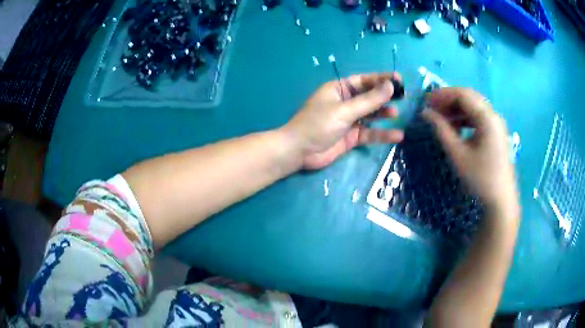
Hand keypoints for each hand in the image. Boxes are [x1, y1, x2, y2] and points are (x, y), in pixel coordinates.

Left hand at [282, 73, 403, 169]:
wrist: (299, 152)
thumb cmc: (318, 125)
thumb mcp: (344, 110)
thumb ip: (369, 100)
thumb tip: (390, 86)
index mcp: (339, 89)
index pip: (364, 81)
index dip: (381, 79)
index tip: (399, 79)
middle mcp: (345, 102)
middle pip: (369, 97)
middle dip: (385, 96)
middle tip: (403, 96)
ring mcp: (349, 120)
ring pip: (370, 115)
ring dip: (383, 114)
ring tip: (396, 113)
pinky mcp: (351, 137)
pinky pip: (369, 133)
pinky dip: (382, 134)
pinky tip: (397, 135)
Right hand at [422, 88, 518, 215]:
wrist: (501, 200)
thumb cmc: (480, 178)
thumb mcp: (458, 154)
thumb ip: (442, 130)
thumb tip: (426, 113)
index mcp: (486, 118)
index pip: (463, 95)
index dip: (443, 94)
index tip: (426, 101)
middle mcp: (493, 115)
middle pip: (469, 97)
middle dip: (449, 99)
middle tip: (432, 108)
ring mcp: (497, 124)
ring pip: (474, 107)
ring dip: (457, 109)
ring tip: (442, 118)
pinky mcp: (497, 133)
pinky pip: (479, 117)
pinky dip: (466, 118)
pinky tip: (456, 127)